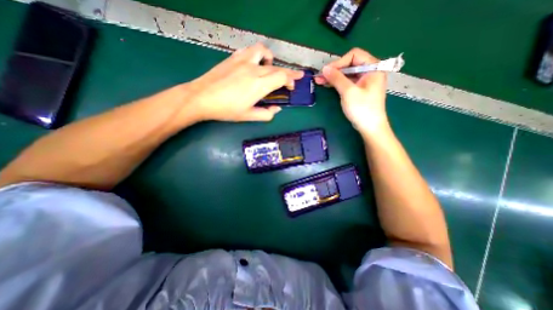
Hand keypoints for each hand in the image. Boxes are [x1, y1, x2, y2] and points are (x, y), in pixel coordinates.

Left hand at [184, 42, 301, 122]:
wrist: (202, 97)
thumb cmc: (226, 110)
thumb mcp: (249, 116)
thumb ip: (266, 114)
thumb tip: (277, 109)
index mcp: (259, 85)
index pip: (282, 77)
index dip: (290, 80)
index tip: (292, 86)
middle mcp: (254, 70)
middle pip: (276, 67)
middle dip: (288, 73)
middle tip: (292, 78)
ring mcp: (243, 61)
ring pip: (263, 52)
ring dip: (271, 59)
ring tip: (271, 67)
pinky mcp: (233, 58)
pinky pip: (249, 50)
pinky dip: (257, 54)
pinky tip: (255, 62)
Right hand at [315, 47, 387, 134]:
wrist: (370, 127)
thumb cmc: (362, 109)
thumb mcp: (348, 92)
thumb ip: (337, 78)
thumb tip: (324, 68)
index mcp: (373, 67)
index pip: (354, 55)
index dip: (339, 62)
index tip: (326, 71)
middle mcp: (370, 71)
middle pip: (350, 64)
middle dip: (334, 70)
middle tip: (320, 76)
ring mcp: (364, 81)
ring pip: (347, 74)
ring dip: (334, 77)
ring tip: (319, 81)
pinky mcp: (359, 89)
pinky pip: (347, 82)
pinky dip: (337, 83)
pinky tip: (327, 84)